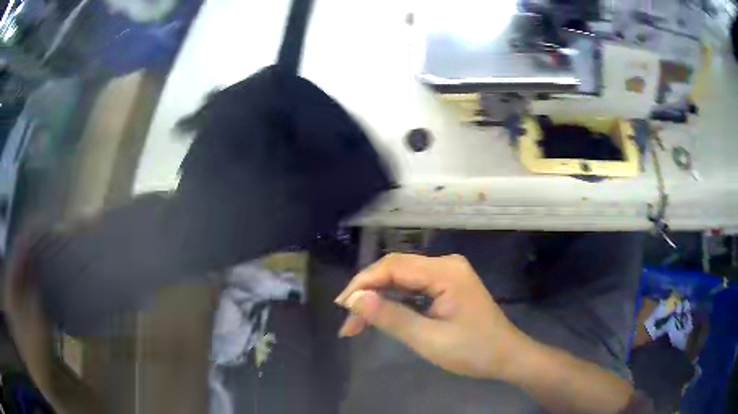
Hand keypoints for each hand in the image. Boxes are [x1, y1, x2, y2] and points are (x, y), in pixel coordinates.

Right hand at [335, 253, 525, 379]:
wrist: (507, 356)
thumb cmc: (473, 351)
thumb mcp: (428, 339)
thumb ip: (391, 317)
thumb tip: (355, 299)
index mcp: (445, 271)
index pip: (393, 266)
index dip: (363, 283)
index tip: (343, 307)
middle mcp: (446, 264)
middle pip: (396, 270)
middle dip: (368, 293)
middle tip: (348, 321)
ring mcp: (448, 274)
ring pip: (402, 279)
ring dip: (379, 298)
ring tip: (357, 323)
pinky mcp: (447, 285)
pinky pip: (414, 287)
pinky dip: (395, 301)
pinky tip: (381, 315)